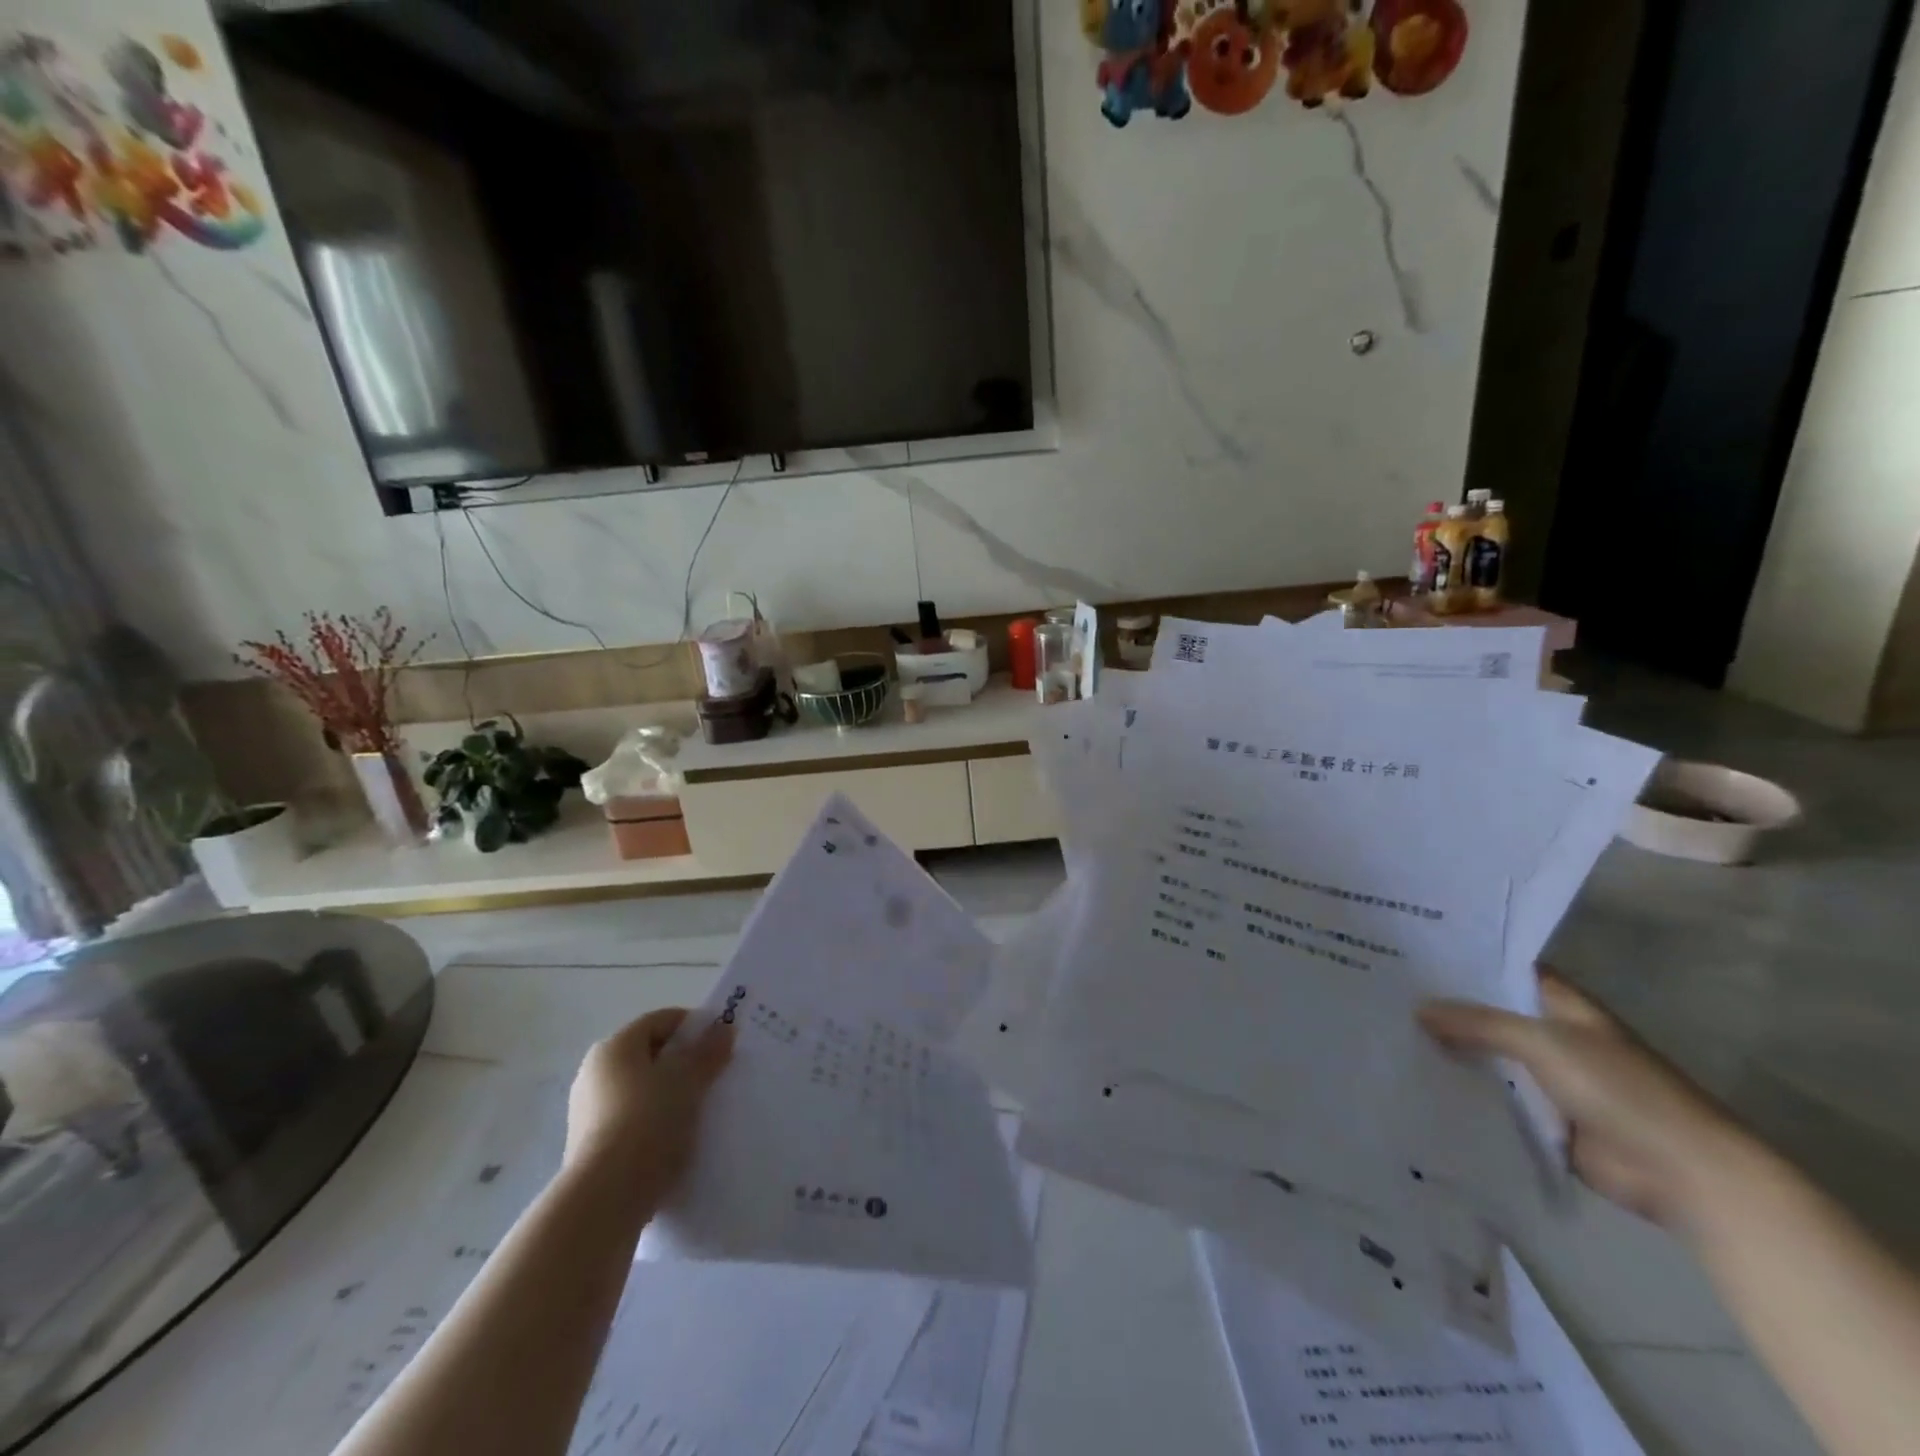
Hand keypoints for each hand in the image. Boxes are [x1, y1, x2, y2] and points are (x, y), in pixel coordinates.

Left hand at [563, 1008, 734, 1193]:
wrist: (604, 1200)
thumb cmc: (648, 1123)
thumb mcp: (688, 1081)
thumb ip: (708, 1052)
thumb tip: (724, 1028)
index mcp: (614, 1047)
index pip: (661, 1020)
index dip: (695, 1027)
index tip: (721, 1045)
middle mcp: (594, 1072)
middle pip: (650, 1055)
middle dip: (684, 1063)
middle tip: (715, 1077)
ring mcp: (588, 1111)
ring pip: (642, 1090)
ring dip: (670, 1095)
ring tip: (700, 1112)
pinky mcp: (590, 1147)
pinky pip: (632, 1120)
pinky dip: (655, 1123)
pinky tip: (676, 1140)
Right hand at [1419, 972, 1748, 1229]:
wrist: (1683, 1173)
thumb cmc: (1621, 1090)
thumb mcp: (1545, 1043)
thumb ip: (1479, 1024)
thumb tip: (1418, 1009)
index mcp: (1561, 1005)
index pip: (1503, 969)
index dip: (1462, 959)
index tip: (1409, 950)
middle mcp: (1551, 1035)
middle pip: (1488, 1013)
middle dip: (1445, 1006)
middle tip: (1384, 992)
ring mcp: (1547, 1078)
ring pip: (1488, 1056)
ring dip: (1450, 1050)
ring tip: (1388, 1033)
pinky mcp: (1542, 1119)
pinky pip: (1493, 1098)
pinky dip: (1463, 1091)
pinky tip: (1417, 1081)